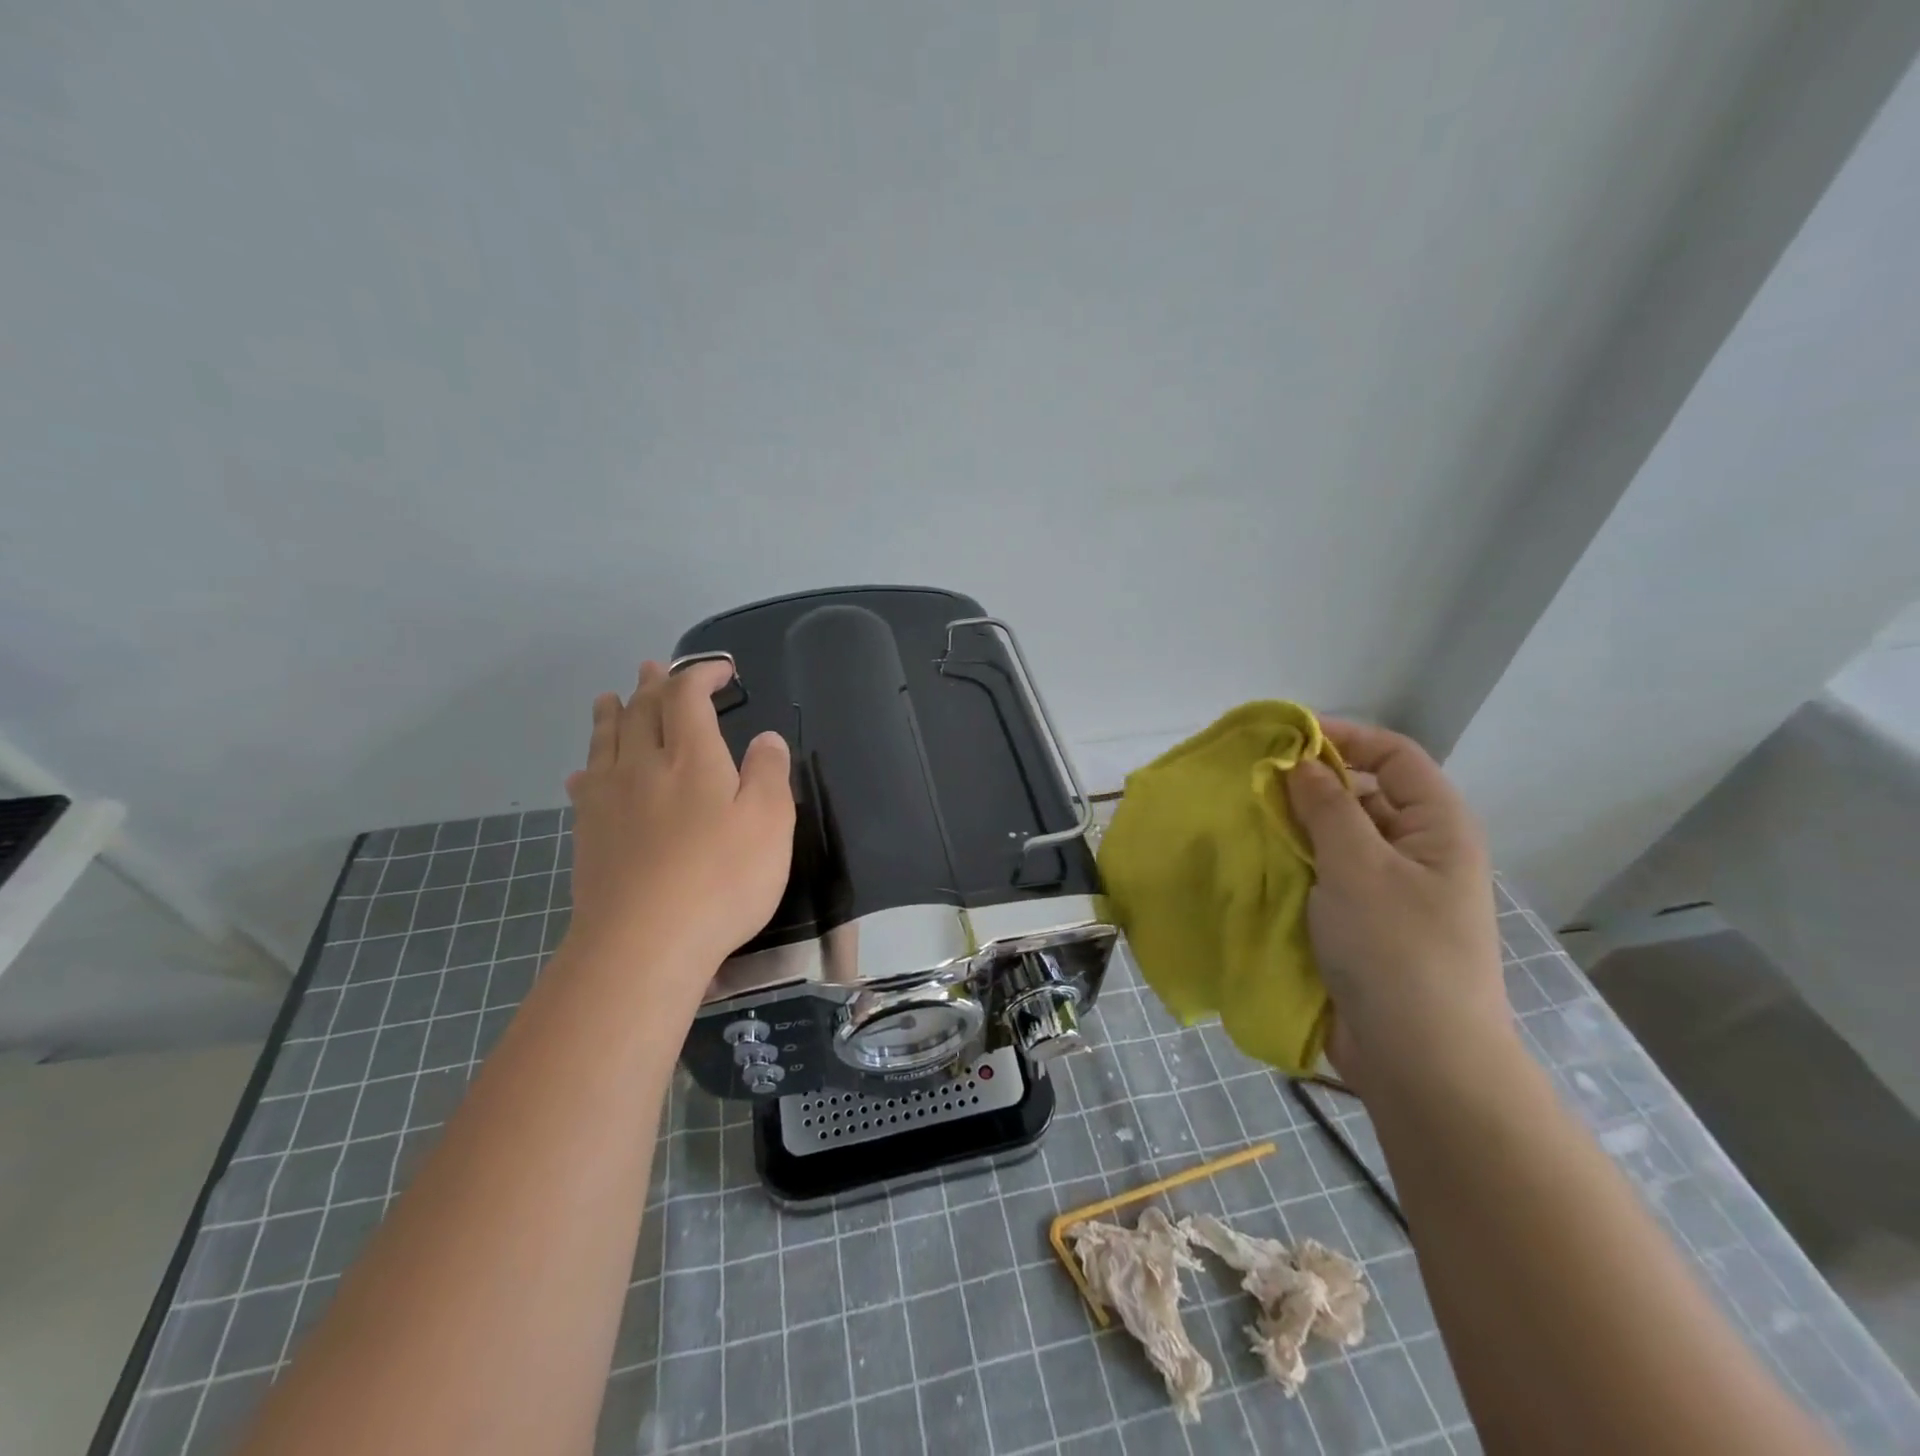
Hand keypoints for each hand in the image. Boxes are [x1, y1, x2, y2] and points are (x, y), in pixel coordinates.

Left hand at [564, 661, 794, 983]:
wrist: (644, 943)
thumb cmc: (721, 879)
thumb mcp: (771, 823)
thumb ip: (770, 773)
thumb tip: (765, 737)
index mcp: (692, 758)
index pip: (688, 696)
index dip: (701, 674)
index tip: (722, 671)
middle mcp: (644, 765)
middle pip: (642, 711)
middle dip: (653, 685)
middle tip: (655, 669)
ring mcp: (609, 799)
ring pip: (607, 740)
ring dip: (613, 713)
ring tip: (611, 697)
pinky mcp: (588, 833)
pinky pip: (585, 784)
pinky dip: (591, 765)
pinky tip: (587, 772)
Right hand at [1284, 718, 1511, 1091]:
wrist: (1419, 1060)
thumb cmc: (1396, 949)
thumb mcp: (1358, 866)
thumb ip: (1327, 807)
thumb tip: (1300, 762)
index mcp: (1437, 827)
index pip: (1393, 755)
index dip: (1343, 738)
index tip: (1283, 739)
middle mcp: (1418, 851)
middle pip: (1364, 795)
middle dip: (1311, 785)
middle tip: (1253, 784)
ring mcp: (1390, 890)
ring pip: (1338, 838)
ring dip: (1297, 827)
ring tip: (1246, 820)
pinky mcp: (1363, 923)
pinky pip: (1326, 876)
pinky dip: (1295, 865)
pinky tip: (1257, 864)